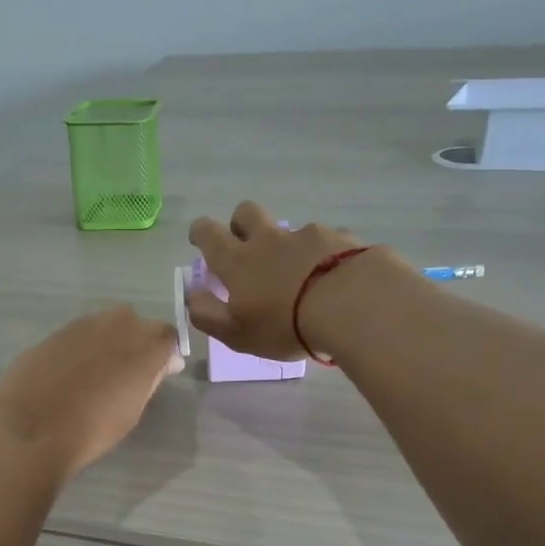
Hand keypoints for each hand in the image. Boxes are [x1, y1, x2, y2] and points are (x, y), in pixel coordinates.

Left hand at [0, 305, 183, 478]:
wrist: (32, 428)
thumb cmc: (92, 429)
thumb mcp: (133, 409)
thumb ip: (152, 378)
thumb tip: (167, 361)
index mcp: (143, 347)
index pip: (168, 336)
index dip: (166, 352)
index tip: (161, 371)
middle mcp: (116, 326)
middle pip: (137, 323)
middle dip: (138, 340)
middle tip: (128, 371)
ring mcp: (82, 326)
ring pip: (106, 324)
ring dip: (109, 341)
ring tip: (98, 372)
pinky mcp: (54, 333)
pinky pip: (78, 335)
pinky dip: (82, 348)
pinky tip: (70, 373)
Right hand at [186, 202, 366, 359]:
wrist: (352, 305)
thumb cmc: (285, 325)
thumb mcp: (236, 333)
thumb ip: (207, 314)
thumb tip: (192, 294)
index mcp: (238, 260)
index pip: (208, 232)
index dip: (201, 232)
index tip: (201, 240)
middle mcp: (270, 239)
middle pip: (246, 212)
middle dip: (240, 223)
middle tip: (246, 248)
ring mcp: (308, 235)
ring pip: (290, 230)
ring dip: (288, 246)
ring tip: (303, 277)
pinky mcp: (342, 239)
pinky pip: (328, 241)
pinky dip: (325, 255)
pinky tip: (336, 279)